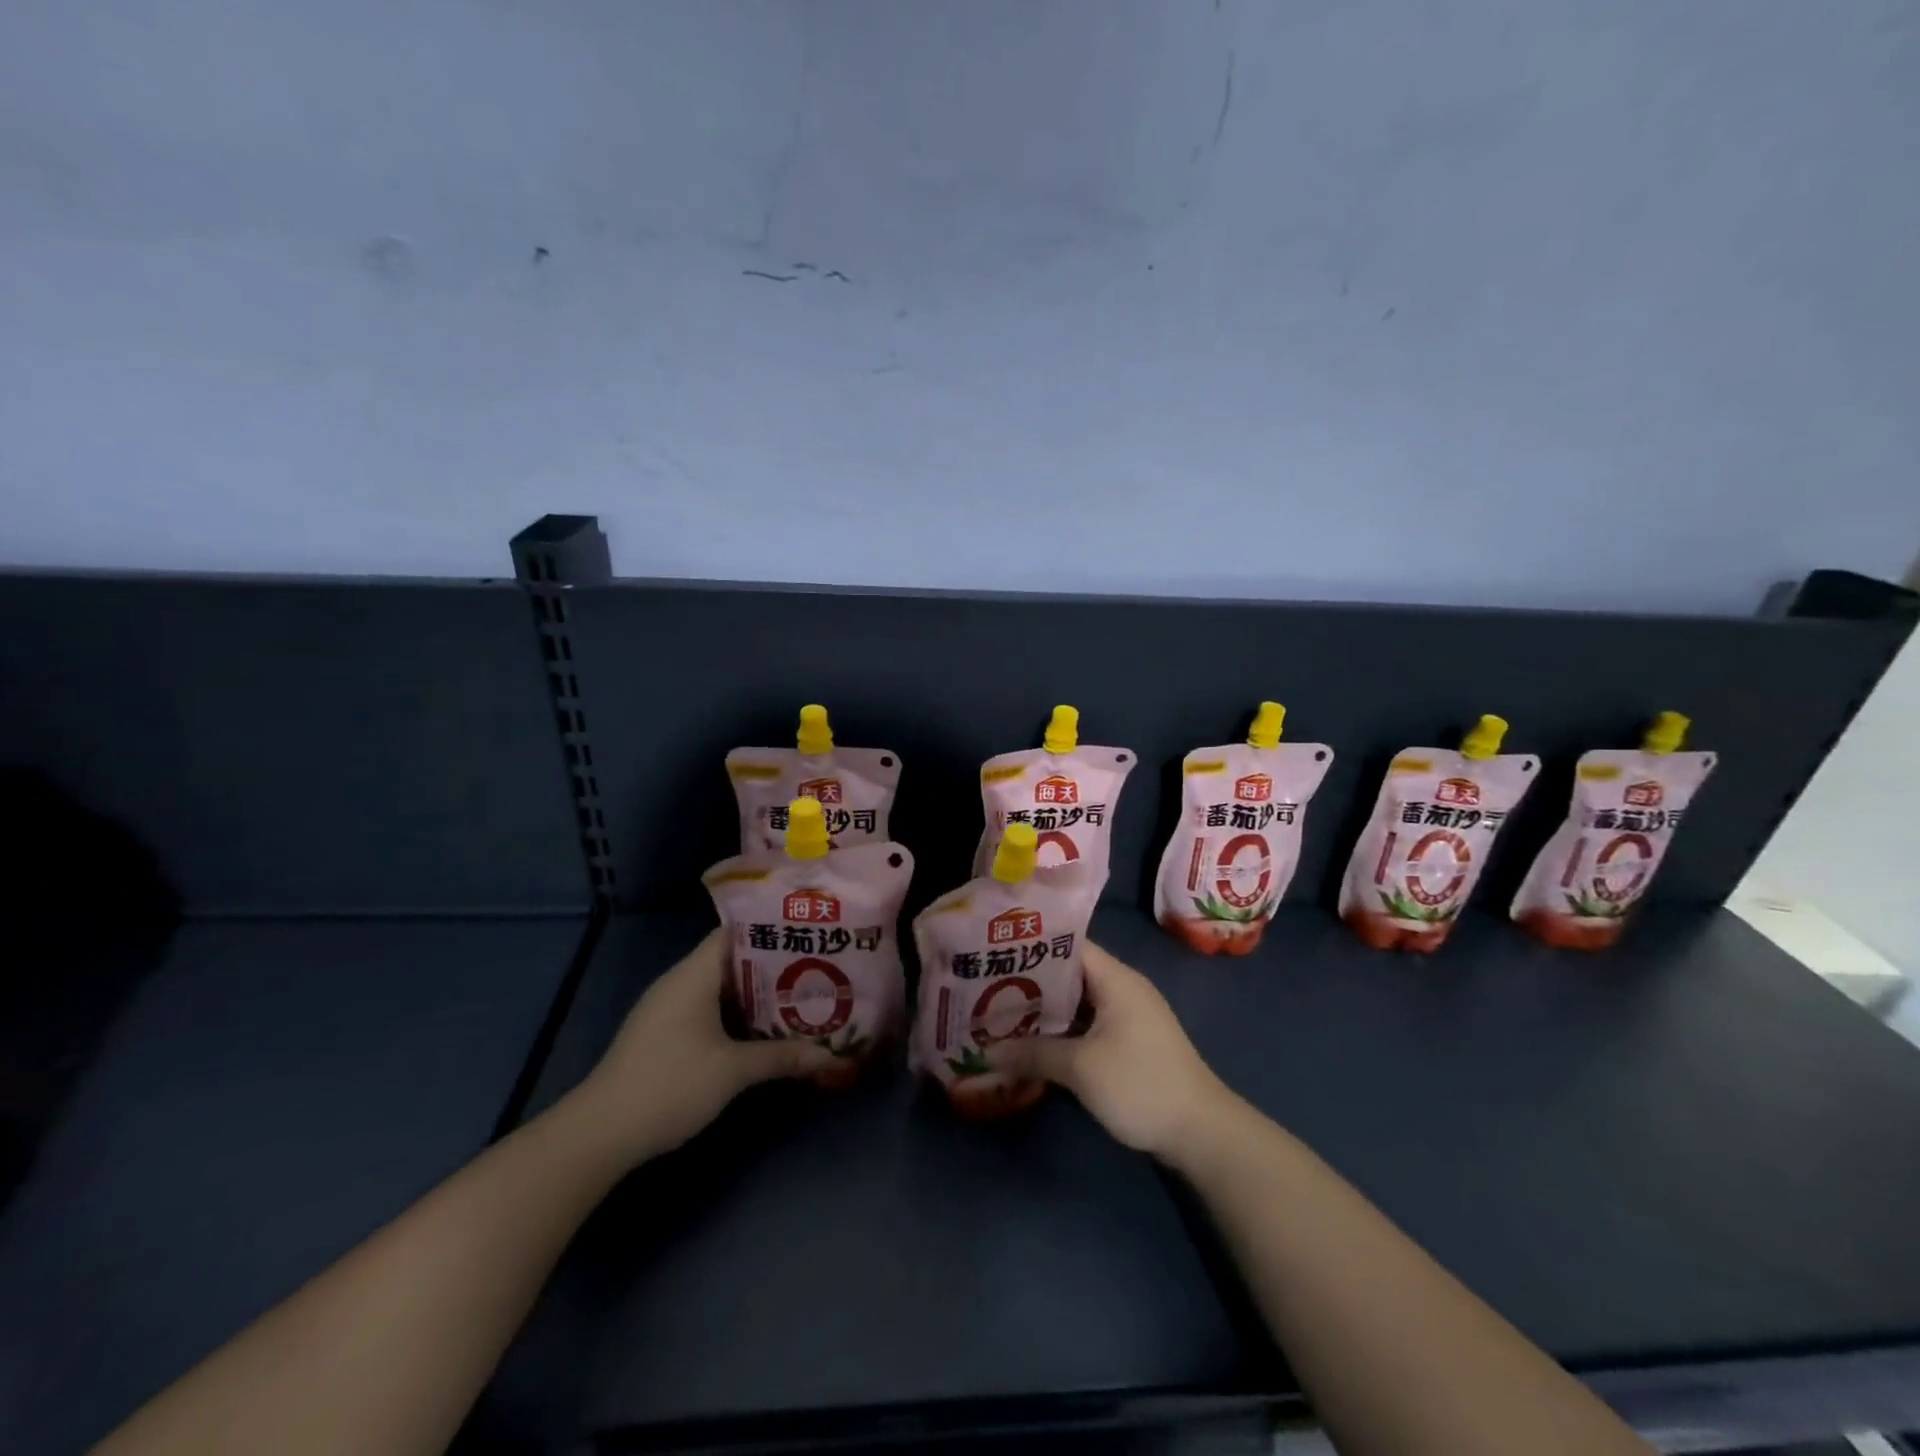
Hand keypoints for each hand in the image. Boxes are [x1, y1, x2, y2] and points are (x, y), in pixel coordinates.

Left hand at [571, 929, 836, 1164]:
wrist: (600, 1134)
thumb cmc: (670, 1085)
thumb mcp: (733, 1071)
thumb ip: (783, 1057)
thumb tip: (832, 1056)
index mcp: (695, 974)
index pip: (736, 931)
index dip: (771, 929)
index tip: (807, 933)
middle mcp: (680, 982)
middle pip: (732, 959)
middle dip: (772, 965)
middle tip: (816, 967)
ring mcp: (668, 1008)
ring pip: (720, 987)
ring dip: (755, 992)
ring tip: (799, 995)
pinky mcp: (663, 1033)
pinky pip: (707, 1008)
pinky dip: (735, 1012)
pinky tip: (762, 1028)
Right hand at [990, 942, 1236, 1159]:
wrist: (1201, 1132)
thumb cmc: (1140, 1084)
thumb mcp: (1081, 1068)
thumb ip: (1034, 1053)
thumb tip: (987, 1051)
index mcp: (1116, 978)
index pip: (1069, 945)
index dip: (1032, 946)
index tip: (997, 950)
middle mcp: (1123, 988)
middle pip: (1070, 973)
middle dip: (1031, 981)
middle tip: (987, 985)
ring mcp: (1129, 1015)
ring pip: (1077, 1000)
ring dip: (1045, 1008)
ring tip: (1001, 1011)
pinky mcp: (1130, 1041)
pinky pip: (1088, 1022)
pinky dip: (1063, 1028)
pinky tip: (1034, 1042)